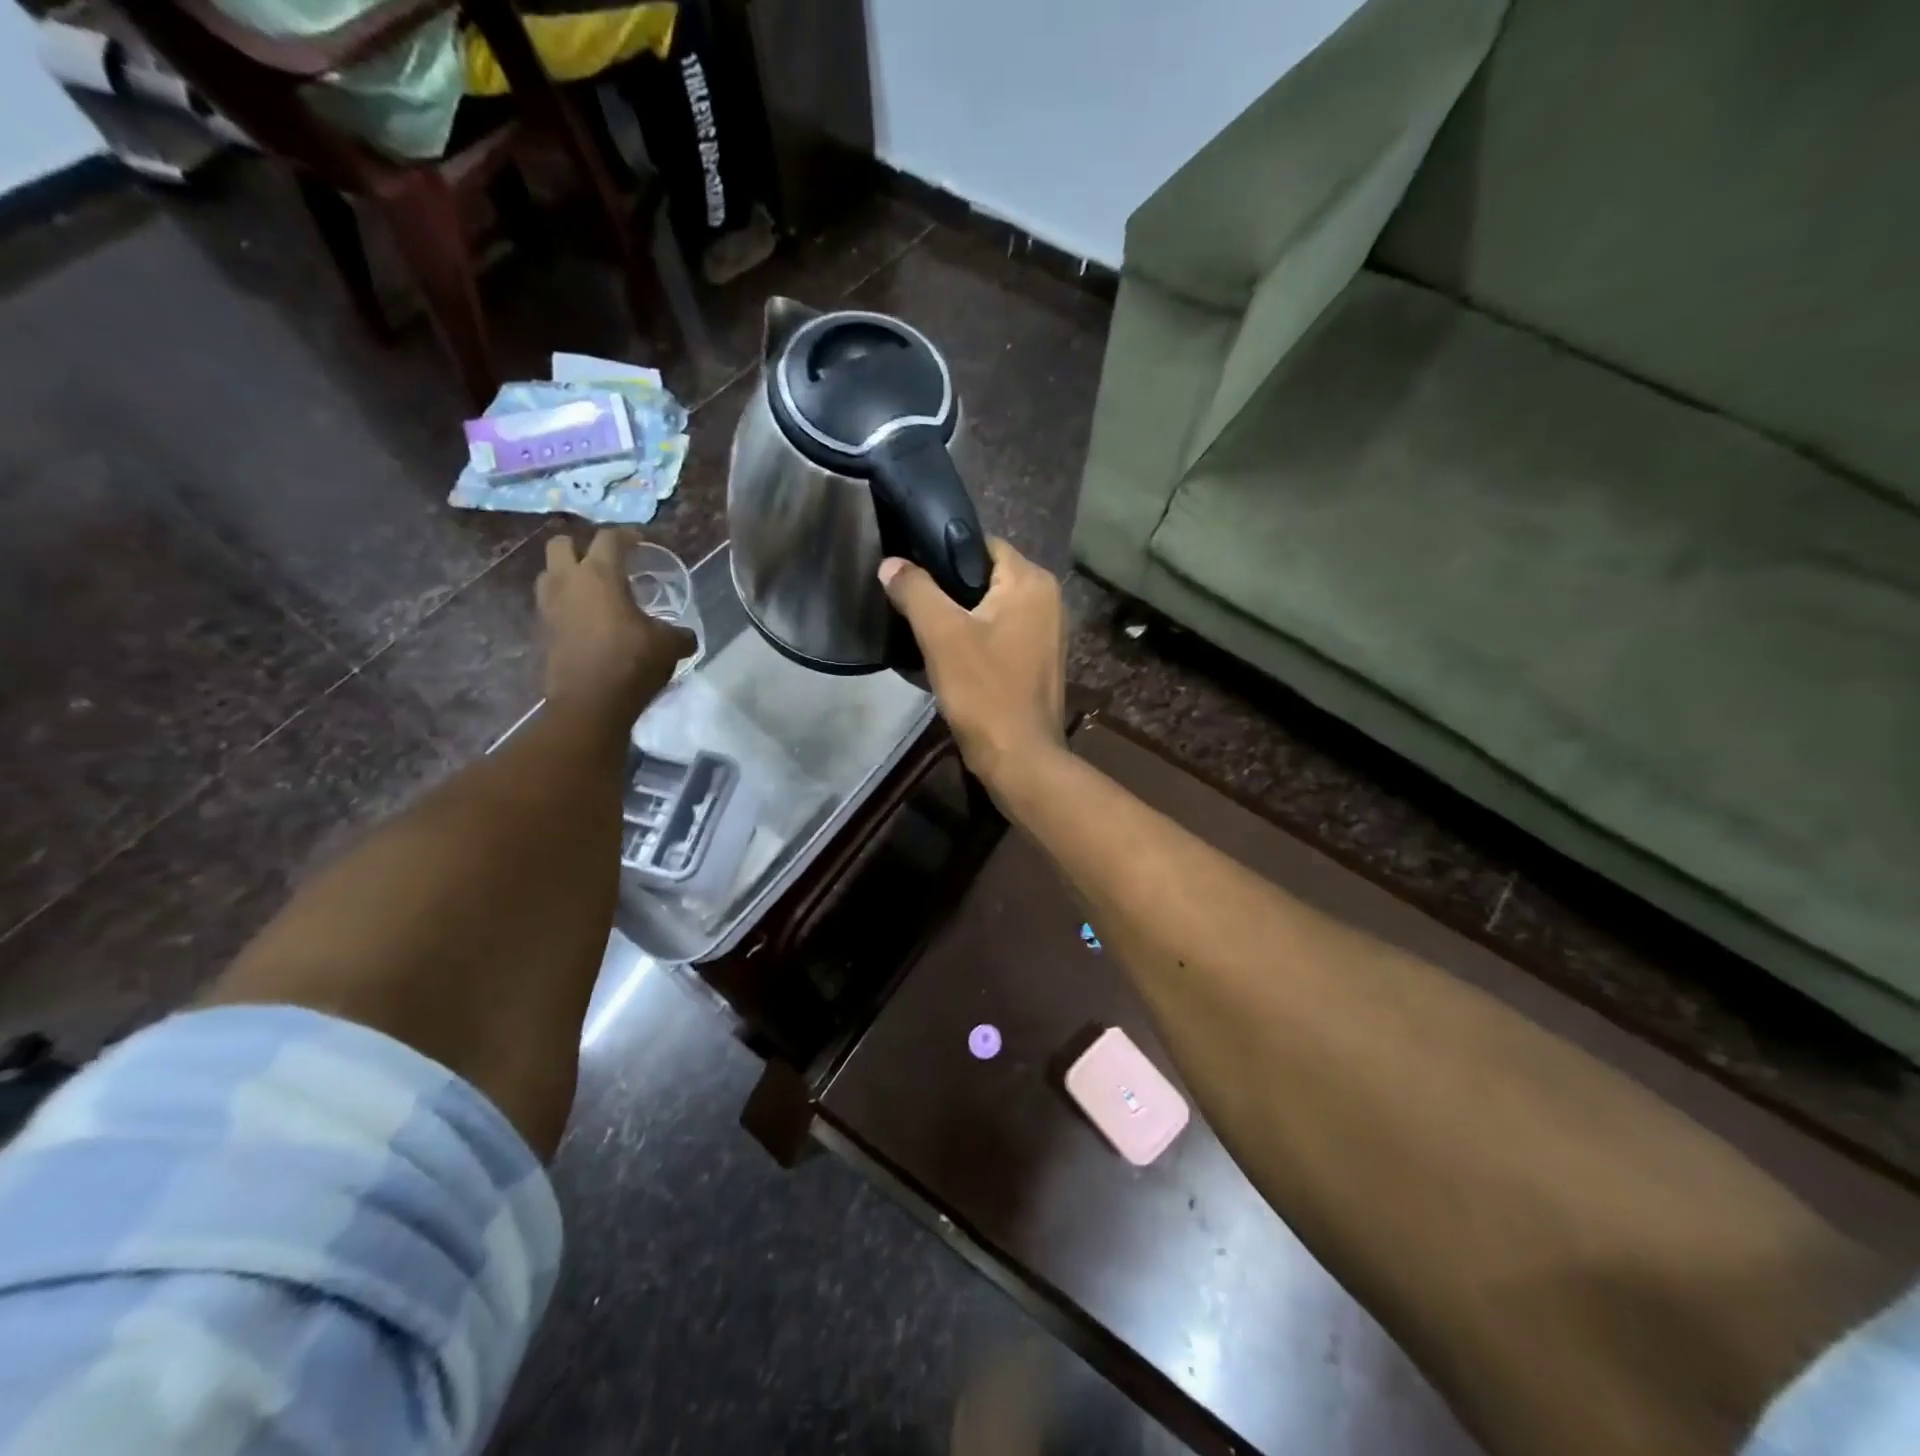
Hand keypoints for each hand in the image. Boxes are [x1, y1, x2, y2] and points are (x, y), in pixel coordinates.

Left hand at [537, 530, 694, 718]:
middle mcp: (568, 582)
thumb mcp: (670, 646)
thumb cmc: (632, 663)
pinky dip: (566, 605)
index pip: (610, 538)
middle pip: (562, 544)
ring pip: (550, 573)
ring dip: (568, 575)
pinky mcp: (542, 631)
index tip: (641, 542)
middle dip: (582, 547)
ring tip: (592, 590)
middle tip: (606, 562)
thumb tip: (685, 635)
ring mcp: (549, 607)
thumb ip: (679, 633)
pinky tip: (587, 621)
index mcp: (600, 575)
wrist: (590, 704)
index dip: (628, 535)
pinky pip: (551, 605)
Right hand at [879, 537, 1065, 793]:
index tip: (911, 573)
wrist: (1019, 758)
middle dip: (948, 589)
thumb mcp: (941, 635)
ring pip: (992, 608)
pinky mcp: (1039, 661)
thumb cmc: (984, 691)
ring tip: (925, 632)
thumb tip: (891, 563)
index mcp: (1031, 581)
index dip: (942, 554)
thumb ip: (915, 590)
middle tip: (911, 605)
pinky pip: (1001, 635)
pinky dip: (976, 640)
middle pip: (985, 576)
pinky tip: (949, 658)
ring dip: (960, 618)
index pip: (980, 544)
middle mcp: (1048, 599)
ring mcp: (1047, 633)